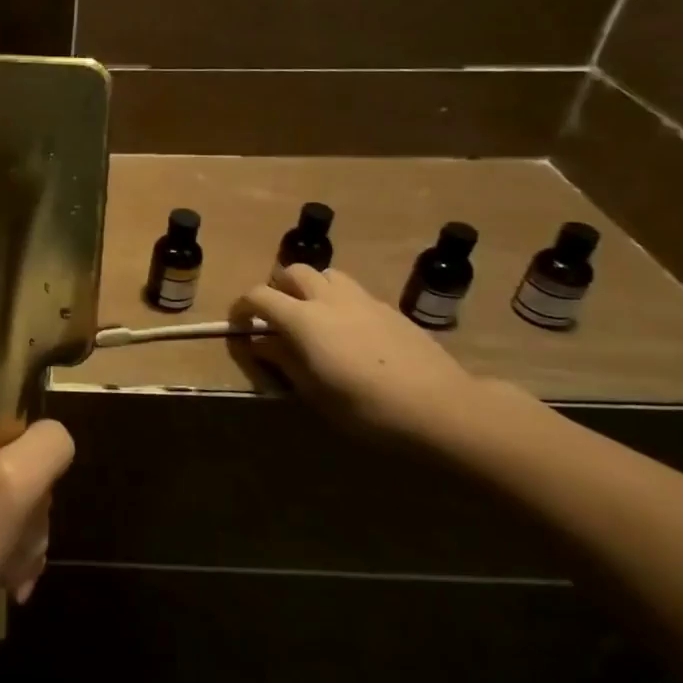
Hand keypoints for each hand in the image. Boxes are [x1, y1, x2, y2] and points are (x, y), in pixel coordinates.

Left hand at [0, 389, 74, 642]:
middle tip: (27, 520)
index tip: (29, 433)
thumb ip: (49, 443)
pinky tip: (9, 573)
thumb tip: (53, 437)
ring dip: (22, 518)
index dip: (13, 392)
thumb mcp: (15, 484)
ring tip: (16, 562)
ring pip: (2, 470)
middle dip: (27, 485)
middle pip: (2, 428)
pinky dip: (5, 534)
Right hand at [232, 265, 487, 441]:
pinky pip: (355, 293)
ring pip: (327, 275)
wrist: (443, 409)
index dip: (242, 306)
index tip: (239, 325)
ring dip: (312, 288)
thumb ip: (283, 360)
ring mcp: (364, 300)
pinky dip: (340, 302)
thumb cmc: (367, 408)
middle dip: (278, 288)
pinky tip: (351, 334)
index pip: (259, 295)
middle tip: (277, 317)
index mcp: (303, 318)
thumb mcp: (314, 392)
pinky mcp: (391, 310)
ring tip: (314, 318)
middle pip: (294, 272)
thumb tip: (260, 343)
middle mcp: (329, 299)